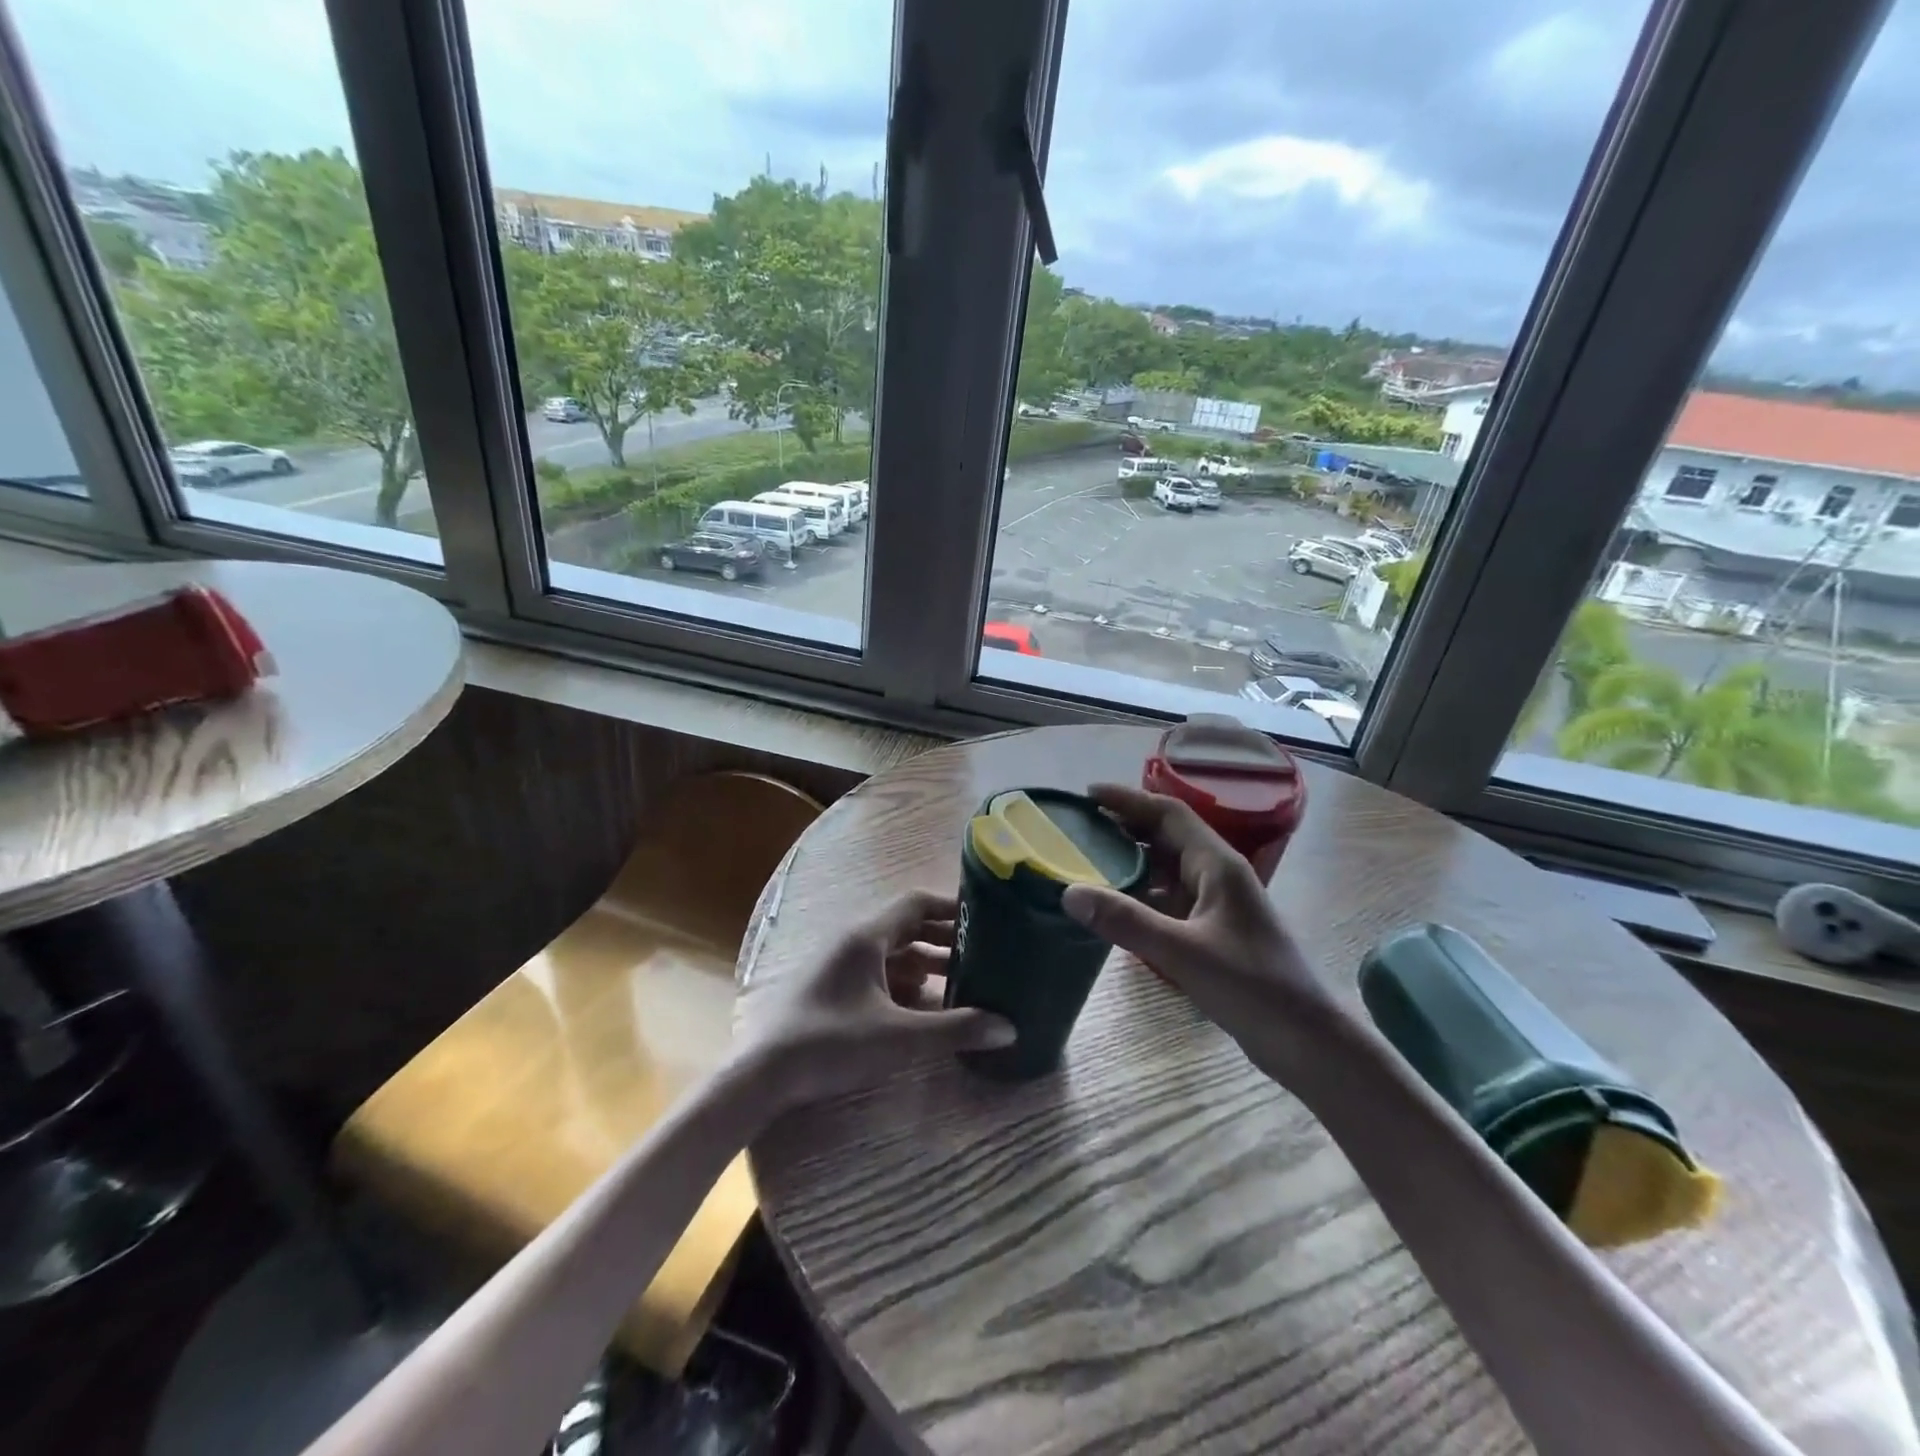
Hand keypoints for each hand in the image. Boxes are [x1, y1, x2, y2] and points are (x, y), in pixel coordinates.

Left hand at [735, 890, 1014, 1113]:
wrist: (763, 1075)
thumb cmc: (831, 1043)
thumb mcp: (899, 1038)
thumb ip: (955, 1030)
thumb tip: (1009, 1028)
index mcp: (867, 937)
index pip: (916, 904)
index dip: (951, 907)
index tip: (984, 917)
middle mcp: (853, 942)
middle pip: (907, 928)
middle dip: (944, 939)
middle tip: (982, 953)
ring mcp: (839, 966)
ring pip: (892, 954)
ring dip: (926, 964)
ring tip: (962, 982)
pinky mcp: (832, 989)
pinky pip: (877, 974)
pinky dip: (904, 984)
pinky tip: (924, 1009)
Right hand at [1061, 784, 1344, 1076]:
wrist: (1307, 1040)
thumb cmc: (1252, 987)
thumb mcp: (1183, 952)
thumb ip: (1126, 921)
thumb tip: (1068, 892)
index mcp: (1217, 864)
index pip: (1168, 813)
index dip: (1128, 799)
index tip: (1087, 794)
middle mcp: (1217, 875)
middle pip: (1166, 836)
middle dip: (1124, 826)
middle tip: (1079, 827)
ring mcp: (1216, 903)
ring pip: (1166, 868)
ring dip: (1130, 861)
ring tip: (1086, 862)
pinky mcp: (1213, 931)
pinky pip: (1168, 899)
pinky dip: (1139, 895)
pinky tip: (1114, 907)